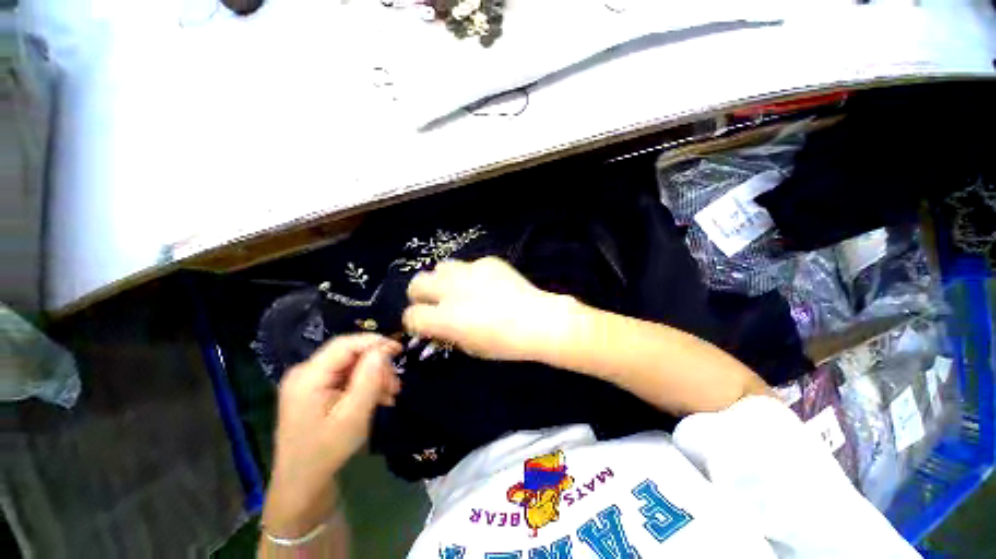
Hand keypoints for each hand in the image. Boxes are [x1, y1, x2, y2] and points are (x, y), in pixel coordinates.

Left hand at [263, 334, 401, 537]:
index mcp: (308, 376)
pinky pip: (345, 377)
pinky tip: (379, 398)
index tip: (400, 349)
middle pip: (349, 354)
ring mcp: (309, 382)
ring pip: (350, 366)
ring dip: (373, 376)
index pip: (345, 344)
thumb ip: (369, 378)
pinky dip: (364, 384)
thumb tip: (384, 349)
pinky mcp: (315, 391)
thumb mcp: (353, 414)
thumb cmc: (326, 450)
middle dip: (376, 365)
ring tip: (391, 393)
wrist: (301, 483)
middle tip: (395, 383)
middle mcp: (305, 372)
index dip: (375, 342)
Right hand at [402, 257, 574, 360]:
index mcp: (445, 317)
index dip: (415, 322)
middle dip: (420, 294)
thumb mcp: (471, 347)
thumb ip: (449, 333)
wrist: (539, 320)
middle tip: (434, 302)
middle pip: (417, 282)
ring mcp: (470, 271)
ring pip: (441, 267)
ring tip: (459, 289)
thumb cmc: (506, 343)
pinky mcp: (487, 261)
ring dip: (443, 280)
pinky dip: (472, 275)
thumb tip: (439, 324)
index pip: (412, 315)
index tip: (424, 324)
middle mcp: (452, 290)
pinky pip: (470, 265)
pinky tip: (488, 284)